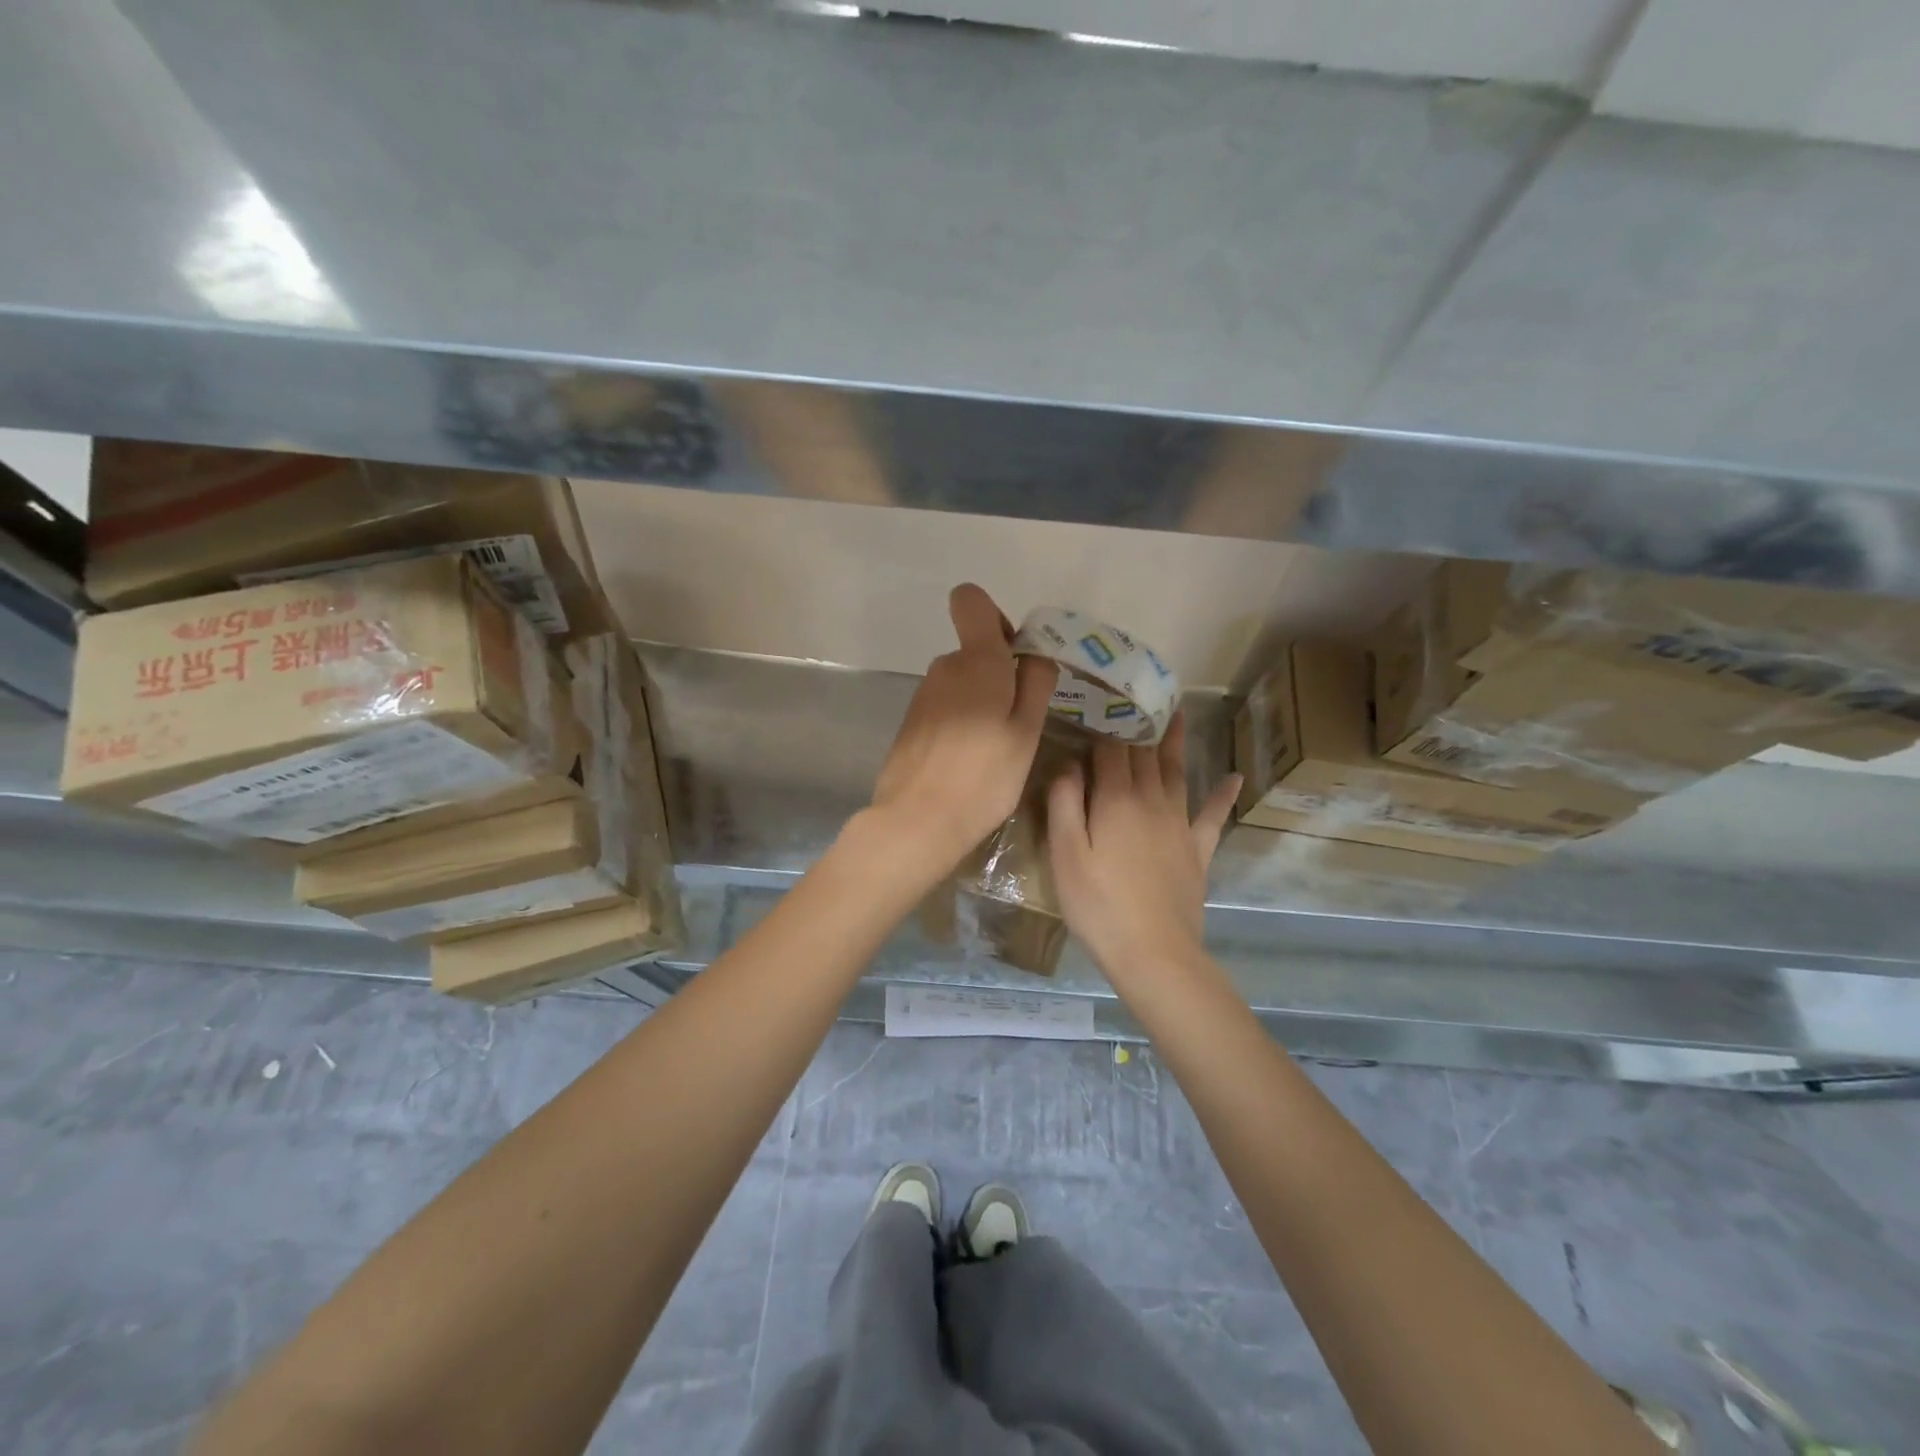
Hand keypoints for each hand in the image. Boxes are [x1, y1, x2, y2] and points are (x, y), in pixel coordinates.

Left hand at [866, 584, 1057, 875]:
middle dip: (998, 674)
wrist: (917, 822)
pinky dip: (960, 722)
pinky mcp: (911, 722)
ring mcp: (923, 696)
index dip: (995, 618)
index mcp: (976, 661)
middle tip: (1016, 722)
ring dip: (980, 702)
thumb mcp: (1026, 732)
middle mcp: (944, 668)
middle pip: (974, 650)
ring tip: (993, 749)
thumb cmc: (984, 777)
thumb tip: (1033, 654)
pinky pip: (945, 706)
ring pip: (961, 682)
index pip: (970, 601)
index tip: (1013, 657)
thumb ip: (1035, 684)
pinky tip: (967, 761)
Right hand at [1047, 712, 1239, 982]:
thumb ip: (1064, 803)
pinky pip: (1212, 815)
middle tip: (1132, 697)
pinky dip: (1222, 794)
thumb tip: (1069, 763)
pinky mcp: (1197, 849)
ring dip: (1173, 741)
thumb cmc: (1098, 905)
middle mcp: (1151, 800)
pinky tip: (1234, 777)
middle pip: (1142, 754)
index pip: (1108, 751)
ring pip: (1176, 771)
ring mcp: (1179, 824)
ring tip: (1175, 712)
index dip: (1100, 728)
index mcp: (1115, 799)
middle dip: (1134, 726)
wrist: (1153, 952)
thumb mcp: (1064, 855)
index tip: (1094, 706)